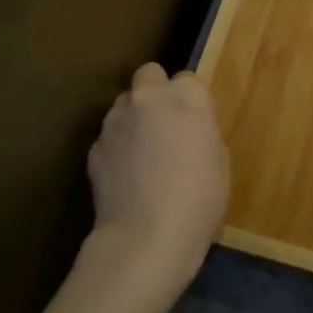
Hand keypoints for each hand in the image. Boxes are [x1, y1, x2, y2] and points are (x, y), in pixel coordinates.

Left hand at [85, 63, 228, 296]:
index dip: (192, 100)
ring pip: (124, 103)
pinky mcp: (94, 148)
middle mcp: (148, 97)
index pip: (189, 79)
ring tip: (144, 152)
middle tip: (167, 123)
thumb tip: (187, 131)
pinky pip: (110, 136)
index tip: (196, 122)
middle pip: (150, 75)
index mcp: (186, 96)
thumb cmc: (200, 197)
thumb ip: (201, 131)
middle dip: (156, 91)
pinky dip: (117, 147)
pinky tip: (127, 175)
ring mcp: (115, 120)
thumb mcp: (219, 159)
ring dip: (134, 117)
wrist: (147, 237)